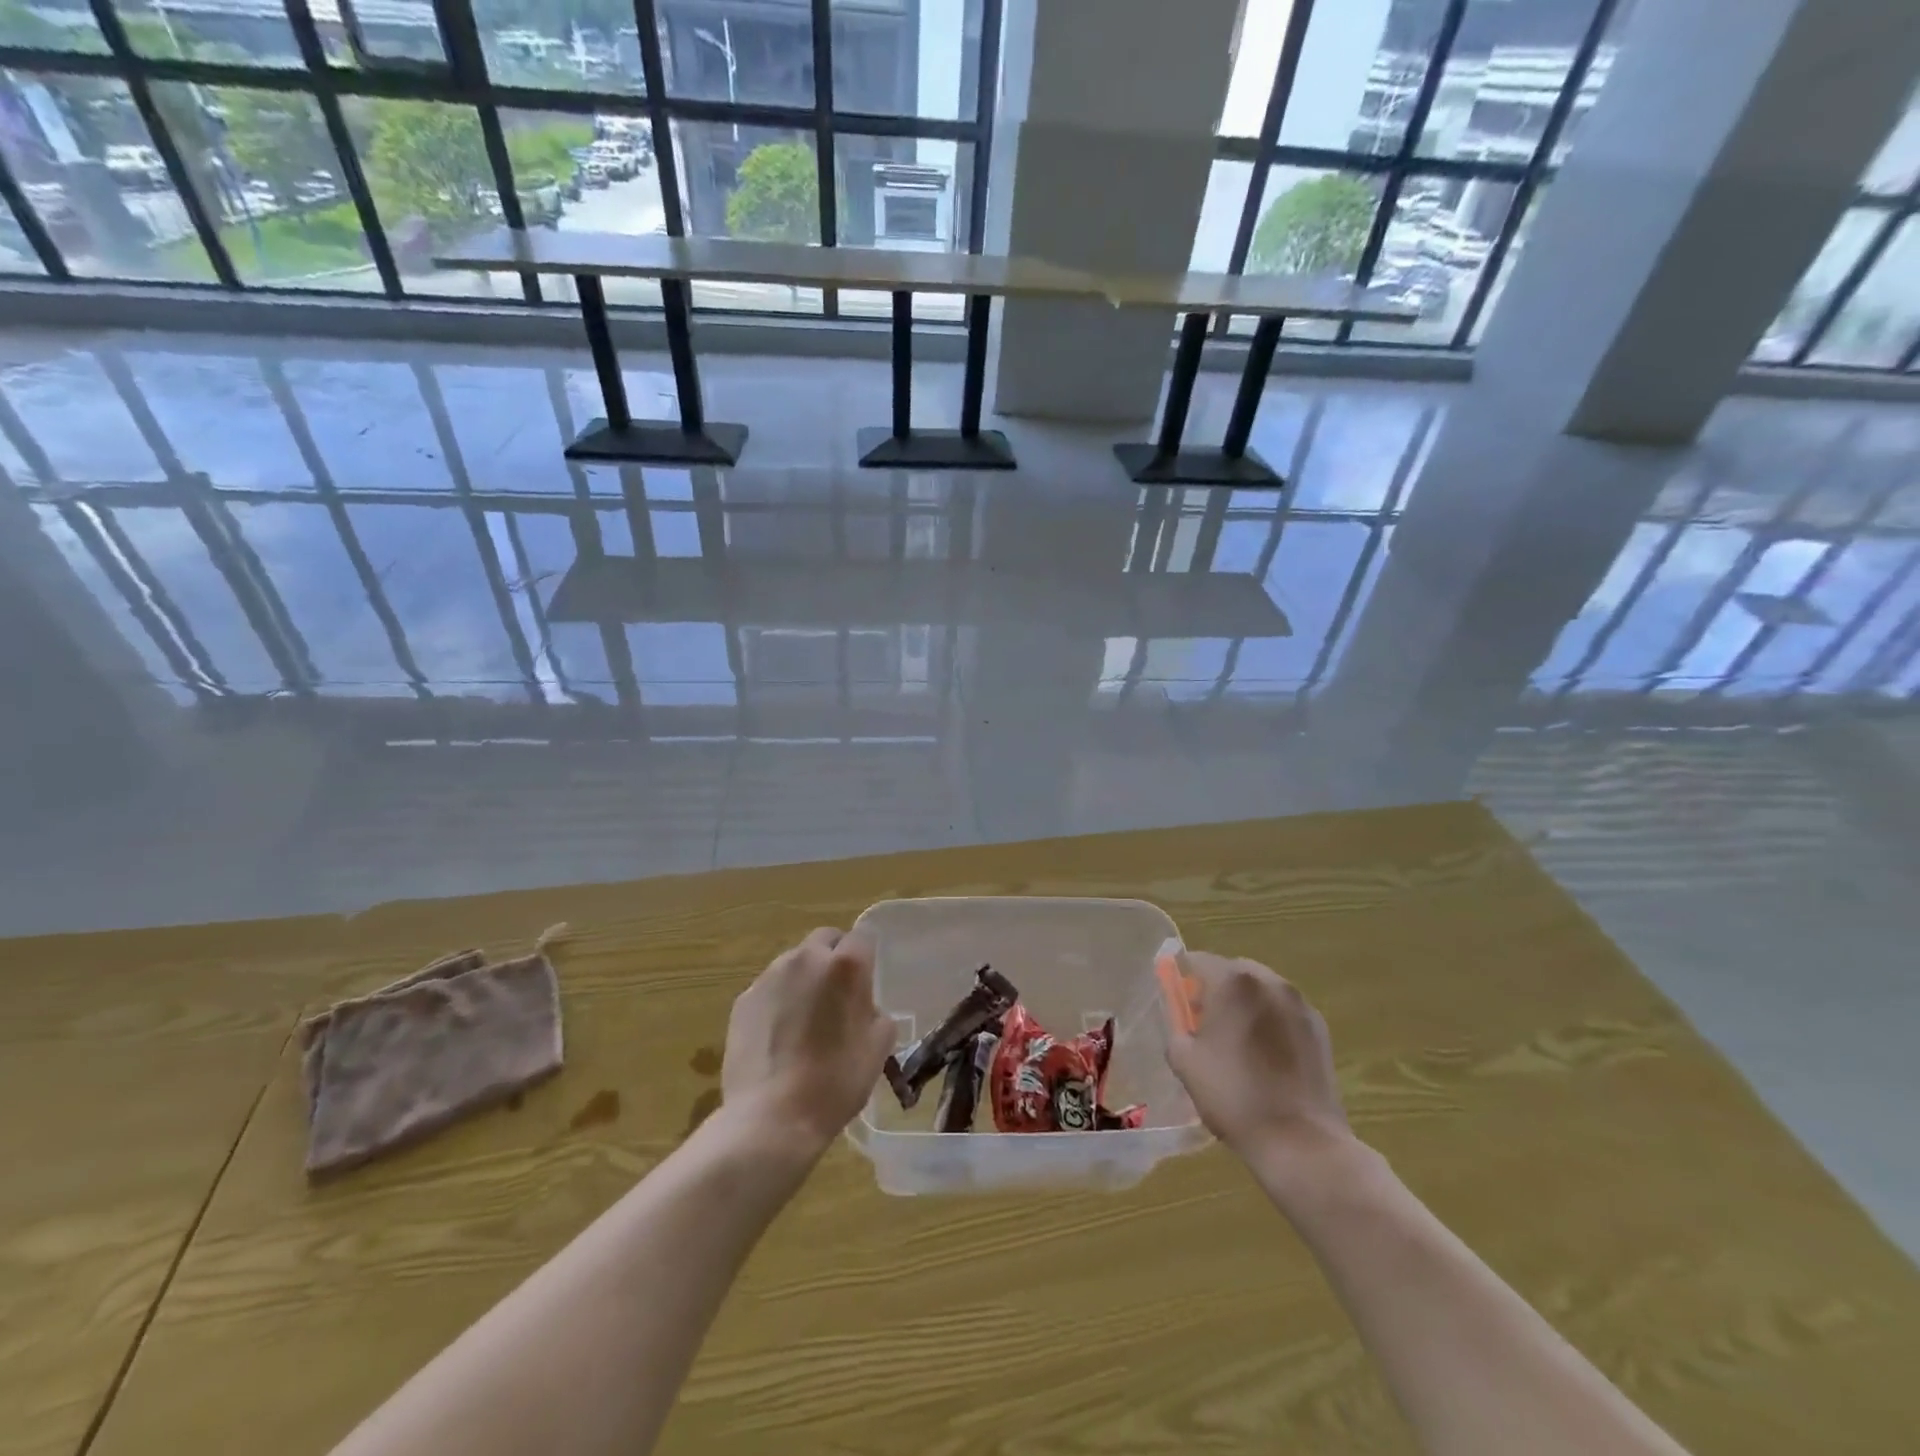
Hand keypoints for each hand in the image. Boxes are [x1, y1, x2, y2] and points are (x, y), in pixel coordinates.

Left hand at [720, 928, 896, 1152]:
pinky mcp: (742, 1000)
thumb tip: (864, 1008)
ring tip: (805, 1020)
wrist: (771, 1119)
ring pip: (794, 963)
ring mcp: (769, 977)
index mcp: (845, 966)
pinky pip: (769, 989)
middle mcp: (805, 959)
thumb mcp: (878, 1048)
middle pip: (825, 940)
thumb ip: (876, 1014)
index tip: (866, 982)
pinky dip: (778, 1002)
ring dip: (804, 979)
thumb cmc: (835, 1082)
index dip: (866, 957)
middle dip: (833, 958)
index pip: (862, 937)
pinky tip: (779, 1038)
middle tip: (837, 996)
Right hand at [1165, 952, 1351, 1158]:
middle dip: (1216, 990)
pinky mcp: (1320, 1028)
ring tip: (1238, 1043)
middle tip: (1204, 1024)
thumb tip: (1182, 1018)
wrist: (1300, 1141)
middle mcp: (1269, 981)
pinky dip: (1270, 1022)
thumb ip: (1176, 1026)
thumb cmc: (1233, 1095)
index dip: (1181, 979)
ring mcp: (1299, 1003)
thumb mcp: (1184, 1060)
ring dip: (1245, 1004)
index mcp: (1233, 982)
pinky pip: (1284, 1011)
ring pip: (1261, 990)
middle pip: (1232, 971)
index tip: (1177, 1003)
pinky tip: (1266, 1057)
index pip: (1196, 961)